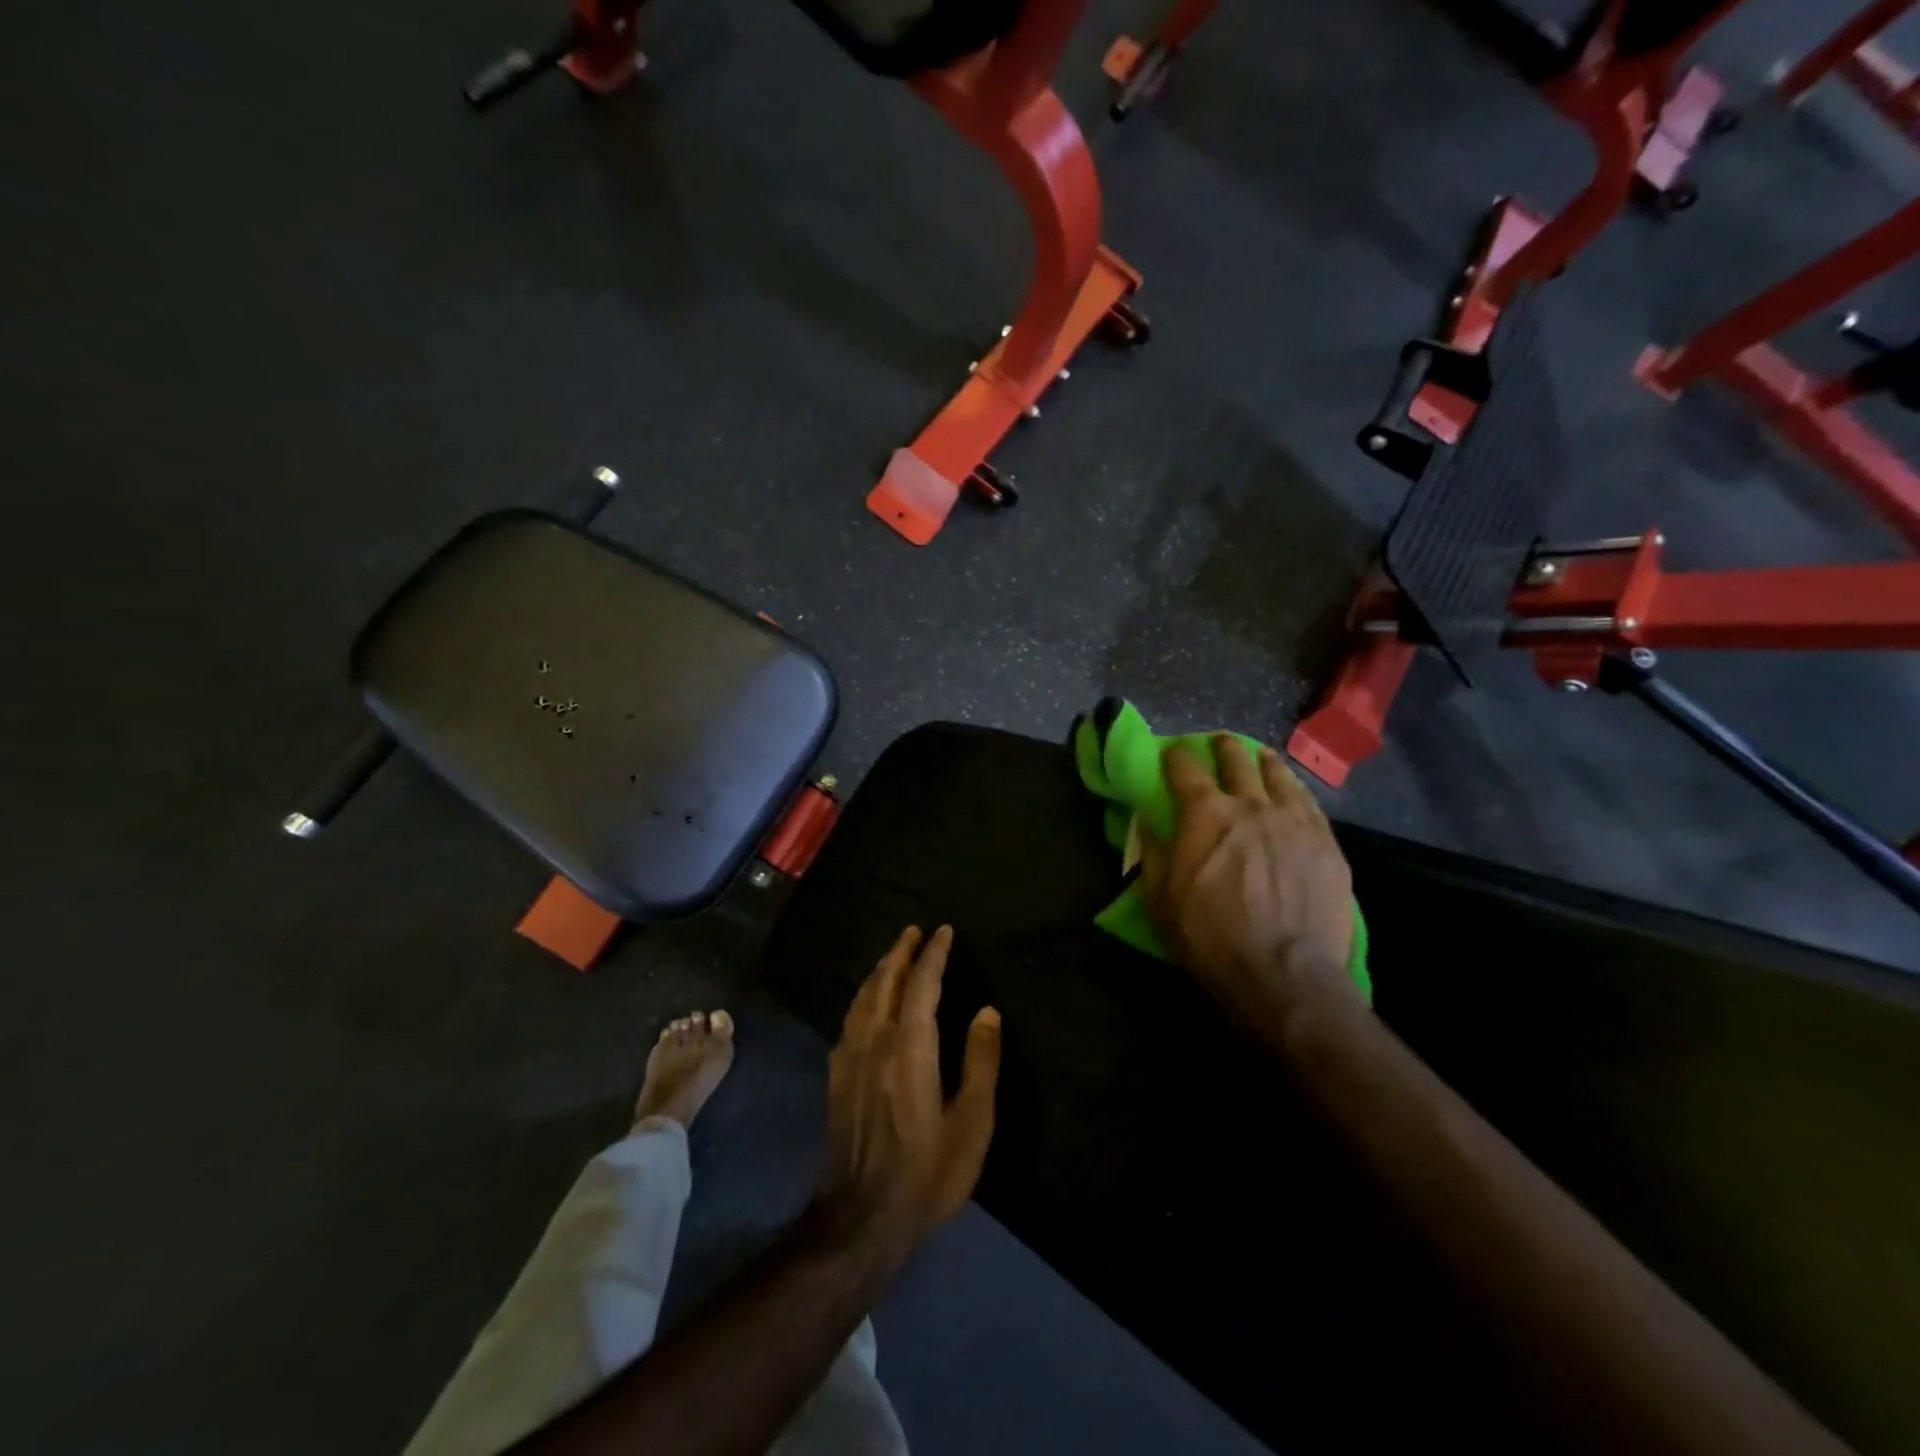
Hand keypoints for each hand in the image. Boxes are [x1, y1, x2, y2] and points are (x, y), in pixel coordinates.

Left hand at [815, 926, 1000, 1263]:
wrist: (860, 1220)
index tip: (944, 931)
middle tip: (916, 930)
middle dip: (901, 951)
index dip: (933, 954)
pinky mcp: (836, 1076)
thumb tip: (986, 1010)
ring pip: (863, 997)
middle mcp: (875, 1042)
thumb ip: (980, 1063)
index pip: (921, 985)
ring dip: (880, 969)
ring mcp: (850, 1058)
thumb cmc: (927, 1174)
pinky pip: (849, 1018)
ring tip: (894, 954)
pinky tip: (866, 1002)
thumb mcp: (971, 1124)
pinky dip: (862, 996)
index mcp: (910, 1048)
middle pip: (885, 982)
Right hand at [1141, 736, 1358, 1031]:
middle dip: (1223, 748)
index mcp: (1205, 813)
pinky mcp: (1326, 843)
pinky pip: (1310, 803)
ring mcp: (1294, 821)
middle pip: (1236, 760)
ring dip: (1263, 763)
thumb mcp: (1160, 900)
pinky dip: (1295, 791)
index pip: (1185, 768)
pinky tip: (1294, 793)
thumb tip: (1148, 824)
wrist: (1284, 974)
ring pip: (1278, 775)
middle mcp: (1251, 804)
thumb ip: (1152, 854)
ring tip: (1260, 759)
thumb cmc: (1210, 937)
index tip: (1171, 754)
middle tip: (1219, 745)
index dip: (1175, 757)